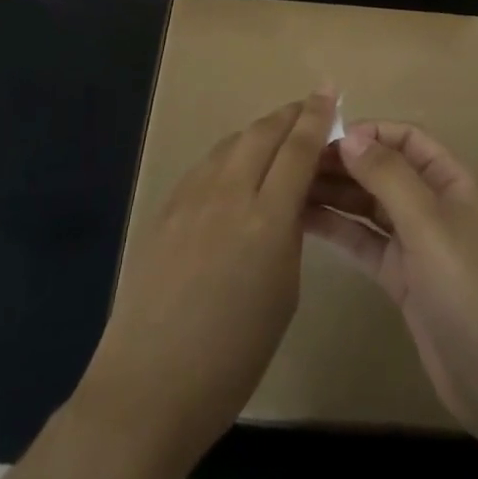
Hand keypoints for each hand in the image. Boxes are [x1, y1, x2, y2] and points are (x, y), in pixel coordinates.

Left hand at [76, 89, 337, 465]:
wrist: (147, 387)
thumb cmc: (231, 358)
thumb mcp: (283, 294)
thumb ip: (289, 235)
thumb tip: (287, 203)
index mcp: (267, 220)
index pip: (298, 149)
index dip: (317, 117)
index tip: (329, 92)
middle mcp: (228, 194)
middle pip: (263, 133)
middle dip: (290, 115)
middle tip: (309, 108)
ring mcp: (191, 198)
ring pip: (231, 143)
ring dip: (259, 133)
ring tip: (275, 136)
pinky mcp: (165, 208)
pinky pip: (206, 166)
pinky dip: (229, 155)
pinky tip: (234, 170)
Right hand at [304, 121, 477, 444]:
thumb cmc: (468, 286)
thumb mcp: (428, 224)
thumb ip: (388, 177)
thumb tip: (350, 136)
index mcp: (450, 180)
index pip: (406, 138)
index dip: (370, 132)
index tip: (325, 137)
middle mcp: (432, 204)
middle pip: (384, 170)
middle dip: (345, 163)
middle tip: (295, 164)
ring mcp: (416, 243)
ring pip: (370, 206)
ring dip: (336, 194)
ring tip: (290, 188)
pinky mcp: (401, 277)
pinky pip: (365, 242)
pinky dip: (338, 230)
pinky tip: (304, 221)